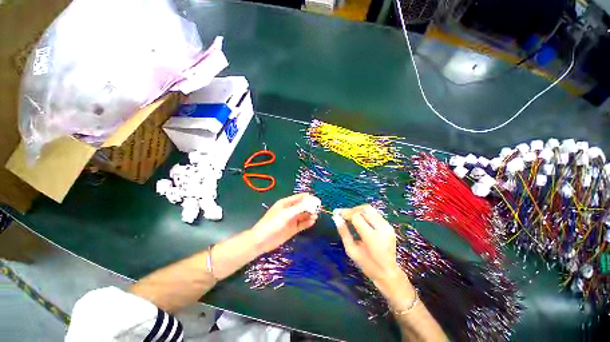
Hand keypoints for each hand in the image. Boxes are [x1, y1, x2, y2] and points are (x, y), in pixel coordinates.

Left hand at [251, 193, 319, 253]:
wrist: (262, 240)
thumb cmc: (273, 223)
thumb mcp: (286, 214)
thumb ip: (299, 208)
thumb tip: (311, 201)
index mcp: (286, 203)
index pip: (299, 197)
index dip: (308, 198)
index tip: (317, 200)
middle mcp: (289, 210)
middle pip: (302, 206)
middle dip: (310, 206)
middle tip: (319, 209)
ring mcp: (291, 220)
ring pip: (303, 215)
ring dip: (309, 215)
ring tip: (316, 215)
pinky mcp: (292, 229)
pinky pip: (302, 224)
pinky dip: (307, 223)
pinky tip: (313, 221)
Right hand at [335, 205, 414, 305]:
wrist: (388, 272)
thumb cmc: (367, 265)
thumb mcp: (351, 251)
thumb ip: (344, 233)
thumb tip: (336, 217)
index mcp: (372, 237)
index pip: (356, 217)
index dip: (345, 213)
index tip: (336, 213)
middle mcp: (382, 228)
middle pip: (364, 209)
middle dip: (351, 210)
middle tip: (342, 214)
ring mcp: (387, 226)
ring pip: (369, 209)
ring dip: (357, 210)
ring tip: (349, 216)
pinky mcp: (389, 225)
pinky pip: (374, 213)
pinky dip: (363, 213)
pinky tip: (358, 219)